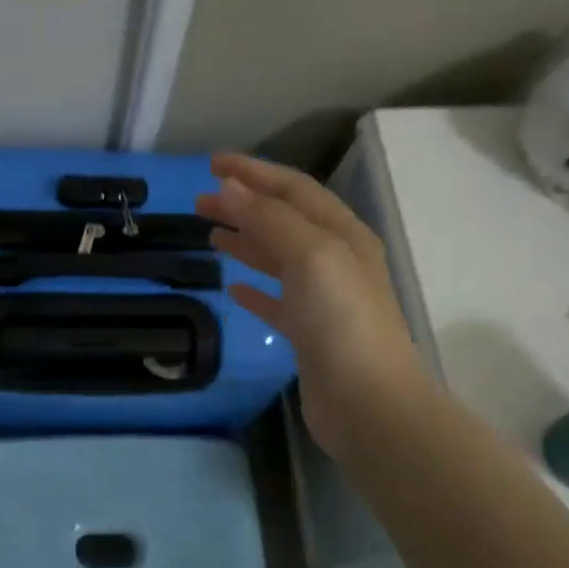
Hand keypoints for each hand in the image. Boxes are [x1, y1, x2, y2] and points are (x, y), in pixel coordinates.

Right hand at [196, 153, 426, 457]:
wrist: (368, 403)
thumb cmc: (341, 321)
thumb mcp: (310, 256)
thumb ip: (268, 218)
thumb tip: (229, 186)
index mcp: (341, 234)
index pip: (293, 189)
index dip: (253, 172)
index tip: (211, 165)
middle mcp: (336, 260)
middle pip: (283, 220)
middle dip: (243, 205)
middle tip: (200, 201)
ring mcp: (323, 299)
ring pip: (278, 258)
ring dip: (246, 241)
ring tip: (211, 234)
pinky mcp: (309, 334)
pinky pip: (277, 301)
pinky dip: (254, 289)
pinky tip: (232, 289)